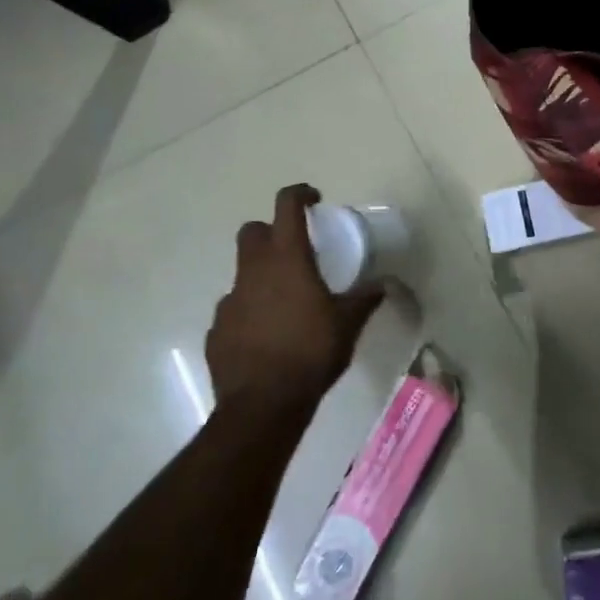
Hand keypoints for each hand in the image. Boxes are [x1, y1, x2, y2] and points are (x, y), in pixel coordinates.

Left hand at [206, 185, 384, 413]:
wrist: (262, 405)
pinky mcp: (217, 329)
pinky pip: (234, 310)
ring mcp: (230, 300)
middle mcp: (253, 271)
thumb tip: (382, 285)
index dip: (299, 194)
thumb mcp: (348, 324)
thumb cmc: (311, 352)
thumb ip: (365, 299)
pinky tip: (267, 336)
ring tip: (285, 303)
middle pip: (252, 231)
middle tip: (293, 251)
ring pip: (242, 272)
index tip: (314, 200)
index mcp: (287, 259)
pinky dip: (249, 313)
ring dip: (261, 277)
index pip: (287, 207)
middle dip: (270, 232)